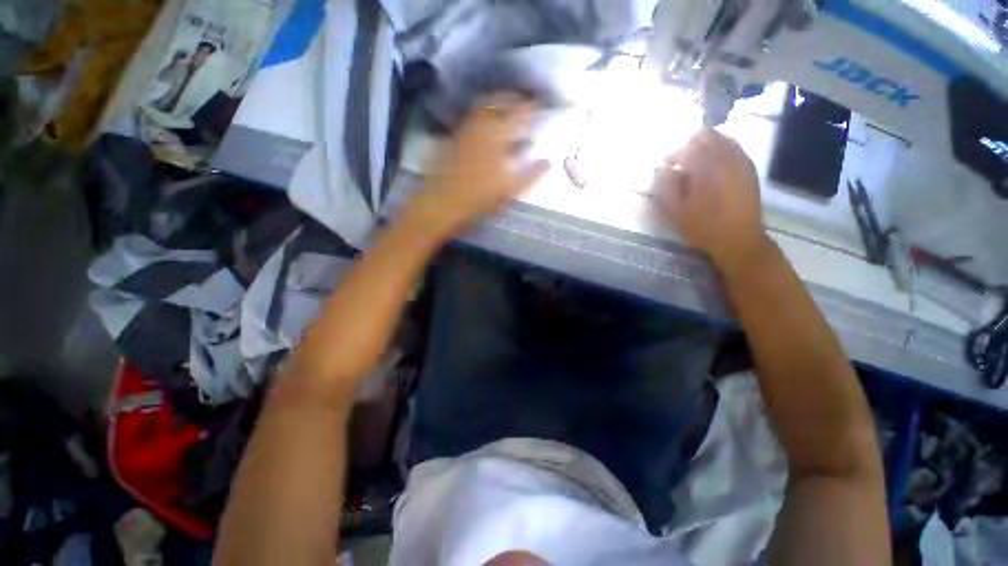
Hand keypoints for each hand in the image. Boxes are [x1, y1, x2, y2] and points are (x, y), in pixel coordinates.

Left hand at [408, 94, 550, 236]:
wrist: (442, 203)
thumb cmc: (478, 199)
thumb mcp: (509, 191)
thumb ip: (531, 175)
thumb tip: (548, 161)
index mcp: (498, 138)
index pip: (520, 114)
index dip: (533, 107)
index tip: (542, 105)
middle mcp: (482, 127)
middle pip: (500, 101)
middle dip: (514, 98)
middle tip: (524, 102)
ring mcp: (465, 130)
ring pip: (483, 105)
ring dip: (497, 101)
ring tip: (507, 107)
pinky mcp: (454, 137)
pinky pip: (471, 117)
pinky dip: (482, 113)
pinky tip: (485, 123)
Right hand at [655, 127, 769, 277]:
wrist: (739, 239)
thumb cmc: (703, 227)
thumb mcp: (676, 212)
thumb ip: (667, 187)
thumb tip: (661, 168)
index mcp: (705, 170)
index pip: (685, 148)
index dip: (672, 155)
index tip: (664, 166)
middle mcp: (725, 159)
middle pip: (706, 135)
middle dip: (688, 144)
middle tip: (679, 161)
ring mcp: (741, 161)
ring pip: (722, 137)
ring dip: (705, 144)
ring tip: (695, 161)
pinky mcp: (749, 168)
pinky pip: (734, 146)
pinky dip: (721, 148)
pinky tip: (713, 163)